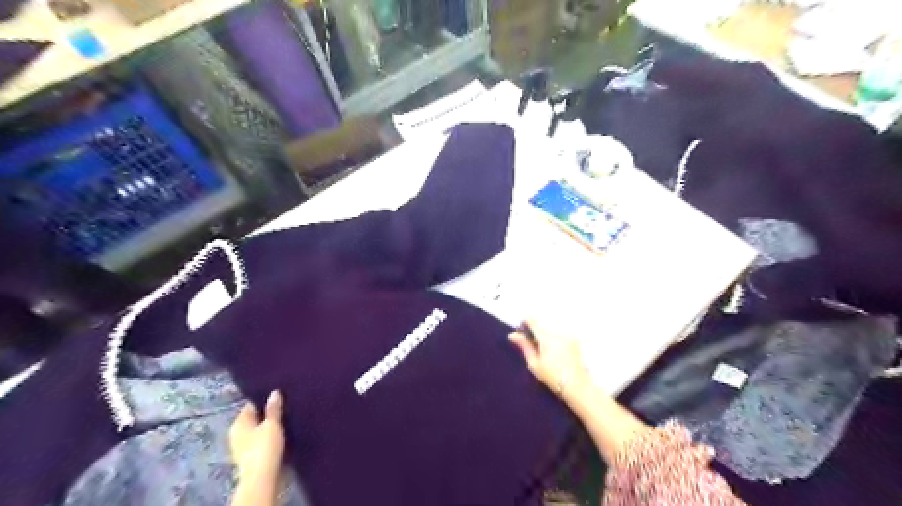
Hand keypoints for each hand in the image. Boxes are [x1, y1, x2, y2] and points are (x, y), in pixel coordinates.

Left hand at [229, 391, 284, 481]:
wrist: (262, 477)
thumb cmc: (264, 447)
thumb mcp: (272, 424)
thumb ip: (273, 409)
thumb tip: (274, 393)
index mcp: (238, 423)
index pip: (251, 405)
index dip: (264, 400)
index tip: (278, 396)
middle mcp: (236, 434)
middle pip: (254, 419)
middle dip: (266, 414)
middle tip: (284, 407)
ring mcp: (242, 447)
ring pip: (257, 431)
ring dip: (268, 427)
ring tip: (285, 420)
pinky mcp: (250, 457)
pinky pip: (260, 441)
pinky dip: (268, 438)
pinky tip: (280, 435)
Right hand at [511, 321, 596, 403]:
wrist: (577, 387)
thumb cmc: (552, 377)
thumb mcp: (534, 363)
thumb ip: (524, 346)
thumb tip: (513, 334)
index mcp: (547, 337)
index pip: (533, 321)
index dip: (525, 323)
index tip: (522, 331)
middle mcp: (558, 333)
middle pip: (543, 328)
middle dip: (536, 335)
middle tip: (533, 350)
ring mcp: (568, 337)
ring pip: (551, 333)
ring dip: (546, 339)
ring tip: (546, 355)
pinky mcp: (575, 343)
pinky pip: (560, 338)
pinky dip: (555, 343)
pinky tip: (556, 356)